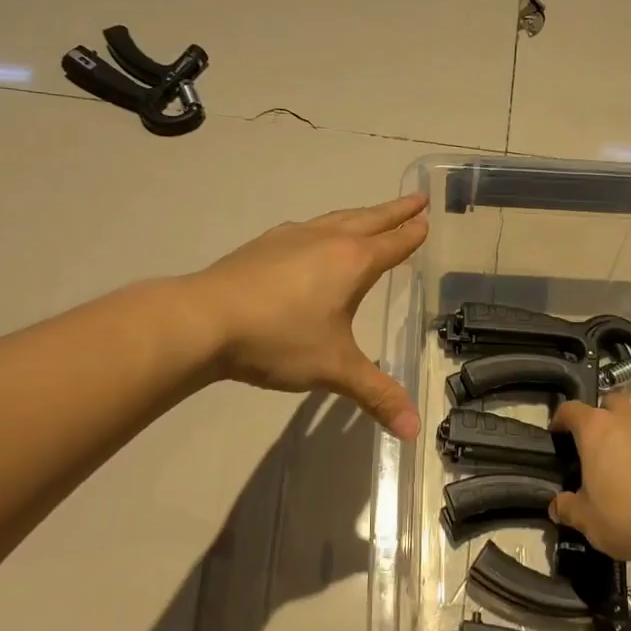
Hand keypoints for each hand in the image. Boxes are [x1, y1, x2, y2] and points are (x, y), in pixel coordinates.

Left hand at [190, 193, 428, 437]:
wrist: (204, 320)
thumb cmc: (279, 339)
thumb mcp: (334, 369)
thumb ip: (376, 395)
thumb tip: (414, 431)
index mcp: (351, 263)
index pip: (393, 244)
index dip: (412, 234)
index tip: (427, 219)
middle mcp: (326, 240)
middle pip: (369, 219)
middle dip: (395, 210)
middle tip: (417, 198)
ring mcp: (292, 238)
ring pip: (336, 218)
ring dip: (361, 214)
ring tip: (371, 214)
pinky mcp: (263, 245)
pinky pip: (307, 228)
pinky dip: (325, 226)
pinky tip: (314, 237)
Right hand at [548, 395, 630, 564]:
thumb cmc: (625, 519)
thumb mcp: (586, 519)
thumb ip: (567, 507)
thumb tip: (557, 506)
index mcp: (596, 430)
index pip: (571, 410)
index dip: (561, 419)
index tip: (558, 434)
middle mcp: (628, 420)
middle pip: (610, 403)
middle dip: (602, 417)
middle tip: (598, 445)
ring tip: (630, 461)